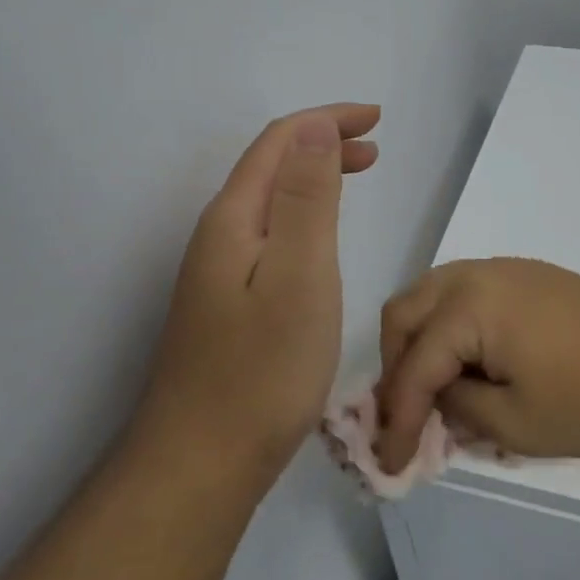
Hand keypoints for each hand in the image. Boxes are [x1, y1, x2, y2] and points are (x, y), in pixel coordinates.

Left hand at [139, 104, 379, 481]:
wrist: (203, 460)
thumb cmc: (263, 368)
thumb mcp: (298, 274)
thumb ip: (306, 199)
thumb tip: (314, 127)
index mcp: (234, 219)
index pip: (279, 143)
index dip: (327, 121)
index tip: (376, 120)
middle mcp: (218, 236)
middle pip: (271, 168)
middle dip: (322, 145)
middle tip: (374, 147)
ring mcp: (217, 273)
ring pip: (269, 203)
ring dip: (313, 179)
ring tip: (355, 178)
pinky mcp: (226, 305)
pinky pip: (269, 237)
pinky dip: (303, 218)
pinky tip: (320, 241)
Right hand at [374, 258, 579, 473]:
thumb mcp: (516, 423)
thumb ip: (458, 410)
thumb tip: (438, 400)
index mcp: (467, 306)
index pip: (412, 367)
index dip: (395, 420)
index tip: (388, 464)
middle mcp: (476, 275)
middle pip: (406, 315)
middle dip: (396, 368)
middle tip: (405, 418)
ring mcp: (506, 271)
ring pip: (433, 298)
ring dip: (420, 343)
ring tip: (431, 391)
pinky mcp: (530, 278)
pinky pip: (465, 295)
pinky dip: (450, 329)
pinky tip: (469, 365)